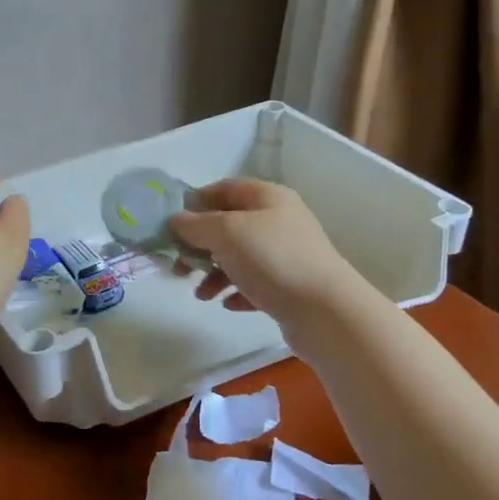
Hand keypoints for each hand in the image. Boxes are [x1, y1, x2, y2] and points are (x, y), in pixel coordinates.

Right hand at [167, 178, 358, 327]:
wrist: (325, 311)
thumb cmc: (272, 259)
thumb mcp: (226, 232)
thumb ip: (195, 224)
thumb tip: (176, 221)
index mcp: (268, 197)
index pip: (225, 188)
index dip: (197, 202)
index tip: (172, 224)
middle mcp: (279, 221)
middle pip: (229, 226)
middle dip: (200, 245)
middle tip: (179, 266)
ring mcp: (287, 254)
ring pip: (239, 257)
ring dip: (214, 273)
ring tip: (202, 295)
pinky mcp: (290, 286)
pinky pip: (254, 284)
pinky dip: (237, 291)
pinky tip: (228, 304)